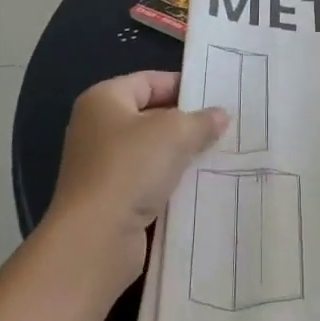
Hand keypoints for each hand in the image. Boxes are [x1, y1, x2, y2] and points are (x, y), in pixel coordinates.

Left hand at [45, 71, 224, 292]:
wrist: (95, 240)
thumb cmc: (131, 168)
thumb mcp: (175, 132)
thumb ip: (201, 120)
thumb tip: (220, 115)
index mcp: (103, 100)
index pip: (149, 81)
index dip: (182, 85)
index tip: (216, 96)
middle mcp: (97, 129)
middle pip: (150, 116)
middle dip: (186, 122)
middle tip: (224, 126)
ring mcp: (101, 167)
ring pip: (151, 151)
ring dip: (180, 155)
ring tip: (219, 154)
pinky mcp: (110, 200)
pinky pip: (147, 181)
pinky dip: (170, 182)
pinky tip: (200, 186)